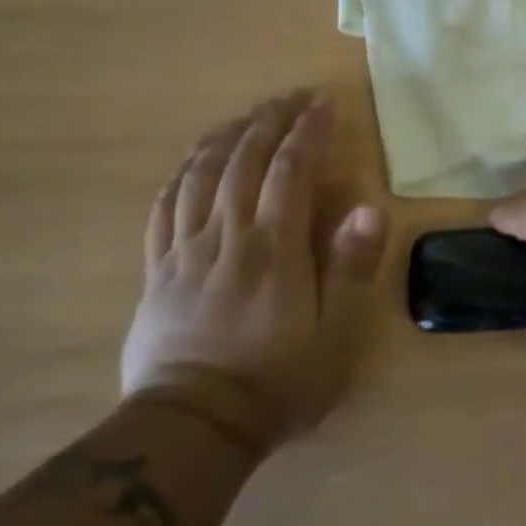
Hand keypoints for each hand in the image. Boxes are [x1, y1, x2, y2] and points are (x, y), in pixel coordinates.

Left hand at [122, 91, 388, 458]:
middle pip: (243, 161)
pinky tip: (192, 162)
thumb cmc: (276, 383)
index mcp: (273, 248)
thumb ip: (350, 268)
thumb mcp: (334, 334)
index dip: (308, 132)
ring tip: (244, 116)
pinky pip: (163, 210)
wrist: (192, 428)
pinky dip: (180, 176)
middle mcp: (227, 236)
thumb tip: (368, 209)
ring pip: (199, 177)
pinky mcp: (157, 272)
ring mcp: (185, 252)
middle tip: (289, 97)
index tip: (324, 103)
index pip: (290, 171)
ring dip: (224, 138)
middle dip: (268, 121)